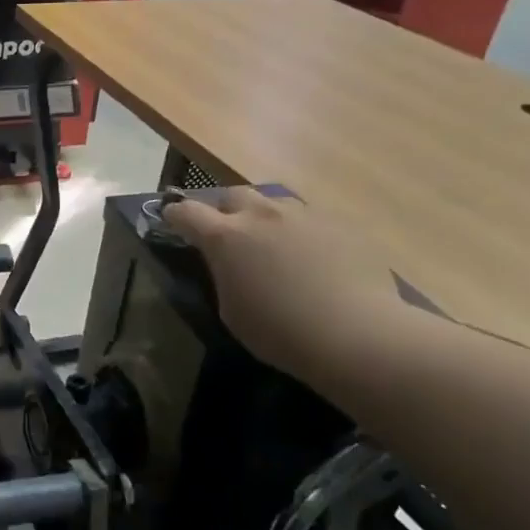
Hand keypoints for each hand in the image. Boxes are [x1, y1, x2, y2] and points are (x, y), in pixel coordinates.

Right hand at [162, 187, 405, 381]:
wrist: (357, 335)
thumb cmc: (280, 332)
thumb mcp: (231, 309)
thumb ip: (224, 275)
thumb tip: (229, 264)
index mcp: (225, 236)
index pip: (186, 212)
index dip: (175, 215)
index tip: (171, 221)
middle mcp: (261, 215)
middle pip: (232, 194)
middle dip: (224, 210)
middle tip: (229, 235)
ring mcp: (304, 215)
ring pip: (274, 203)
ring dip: (265, 218)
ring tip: (273, 245)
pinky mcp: (340, 224)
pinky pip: (310, 220)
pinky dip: (301, 233)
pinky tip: (312, 260)